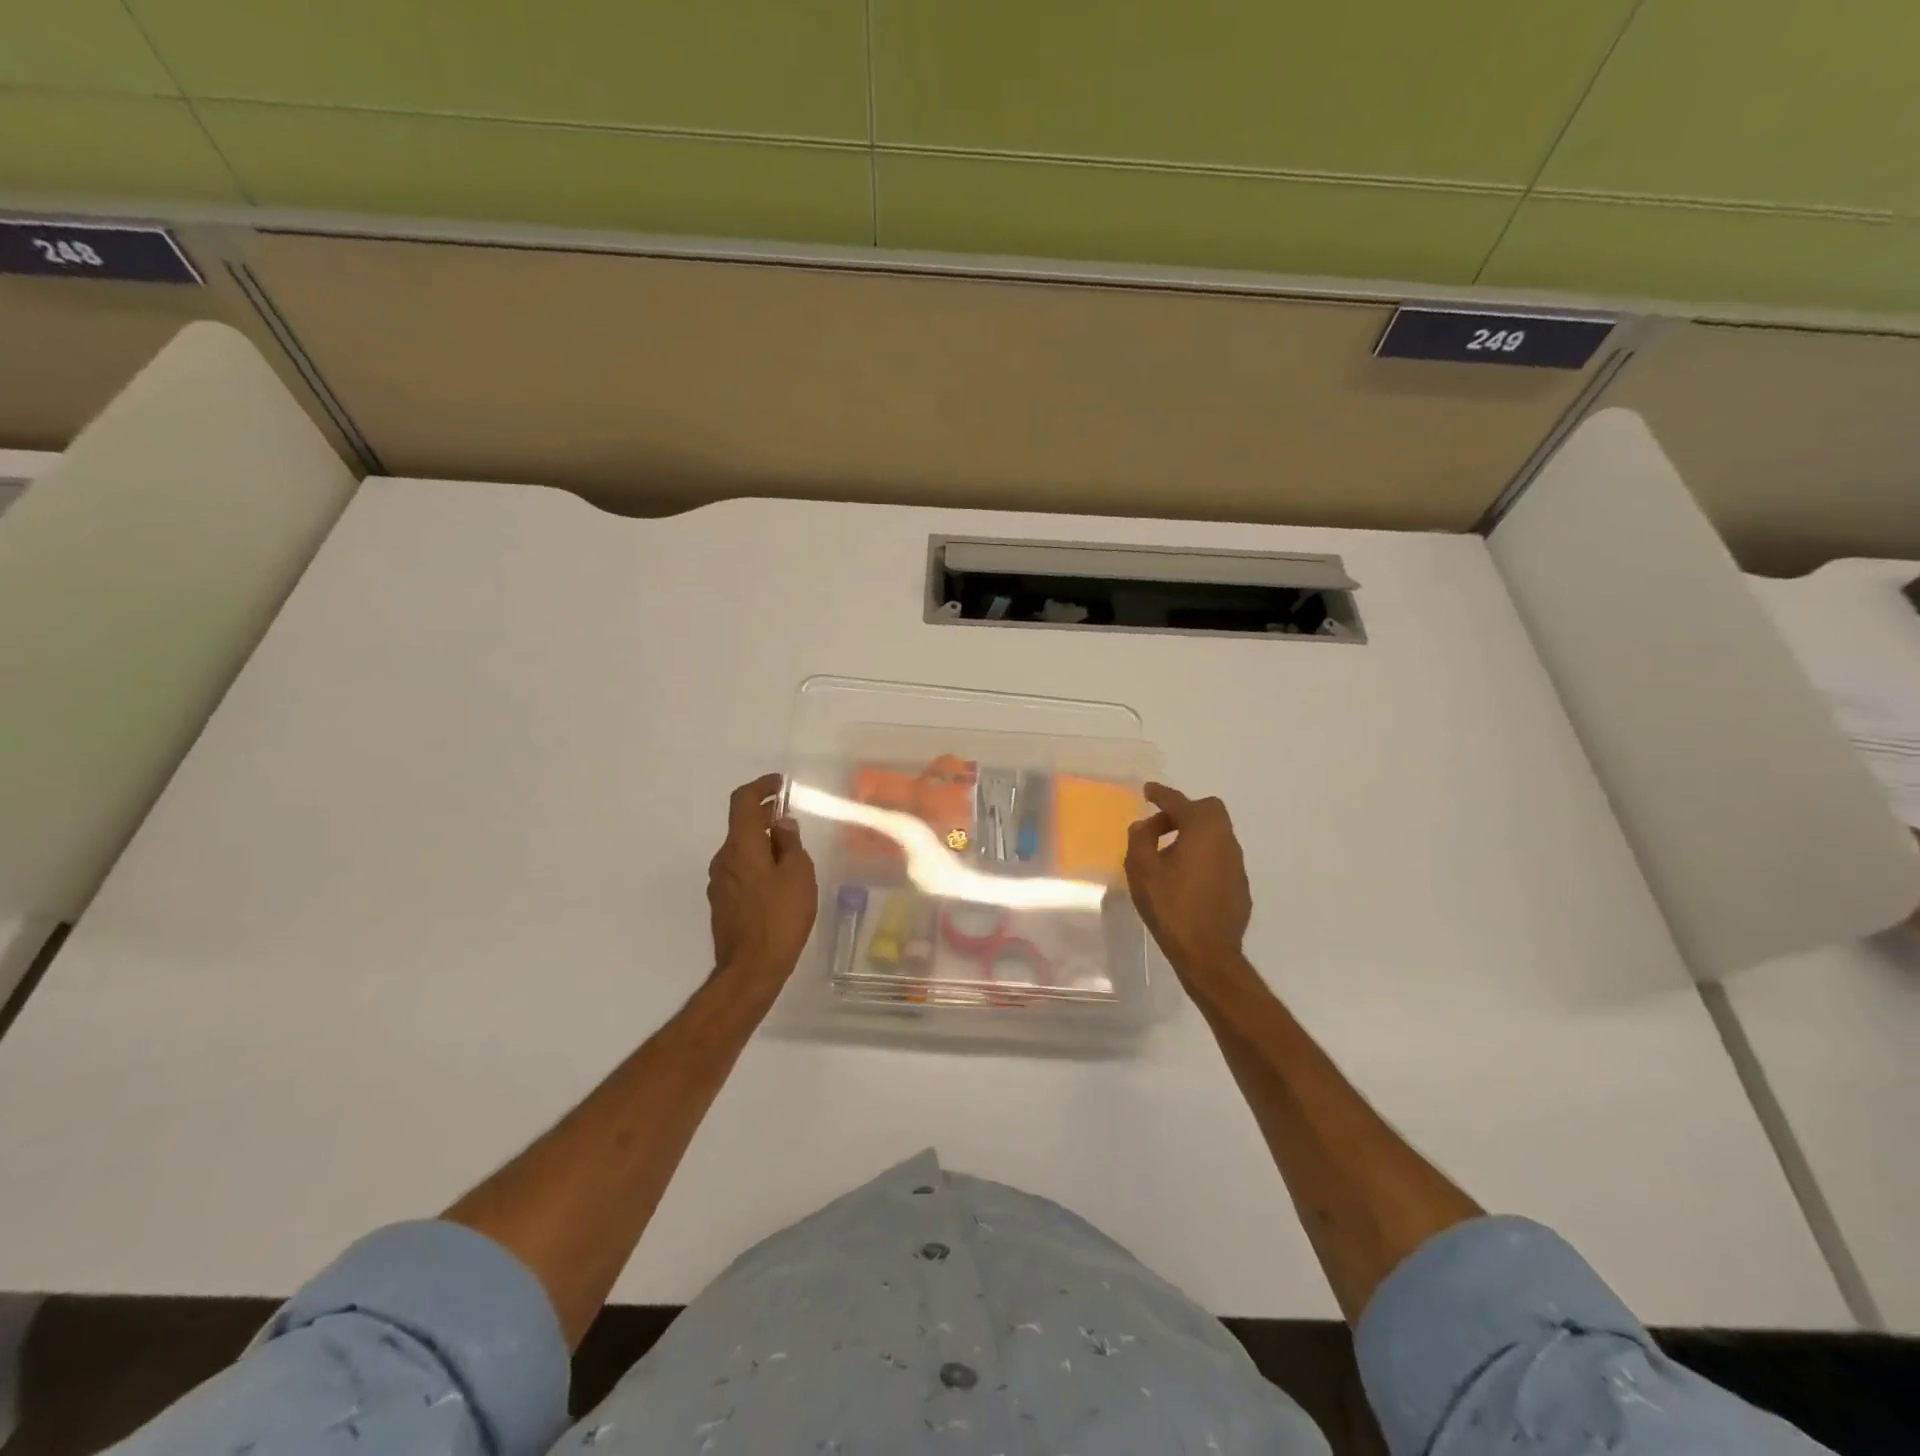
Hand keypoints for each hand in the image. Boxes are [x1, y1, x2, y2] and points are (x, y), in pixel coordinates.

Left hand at [707, 774, 817, 994]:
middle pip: (742, 826)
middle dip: (766, 816)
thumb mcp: (798, 873)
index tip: (779, 784)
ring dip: (763, 844)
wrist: (751, 968)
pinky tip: (779, 882)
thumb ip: (789, 843)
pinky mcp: (722, 903)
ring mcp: (719, 883)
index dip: (760, 786)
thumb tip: (782, 824)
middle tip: (791, 819)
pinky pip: (740, 871)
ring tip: (791, 855)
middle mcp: (723, 859)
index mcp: (741, 846)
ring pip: (742, 851)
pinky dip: (758, 865)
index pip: (743, 801)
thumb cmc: (780, 916)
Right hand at [1124, 782, 1252, 974]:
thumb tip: (1144, 825)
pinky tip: (1185, 878)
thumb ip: (1140, 839)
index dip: (1161, 794)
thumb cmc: (1170, 905)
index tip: (1147, 791)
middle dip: (1183, 812)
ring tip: (1168, 854)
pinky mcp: (1239, 886)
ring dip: (1192, 836)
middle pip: (1208, 811)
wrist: (1206, 952)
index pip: (1180, 802)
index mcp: (1202, 829)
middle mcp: (1225, 840)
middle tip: (1159, 826)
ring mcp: (1237, 864)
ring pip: (1215, 835)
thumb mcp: (1141, 868)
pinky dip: (1202, 857)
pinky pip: (1219, 859)